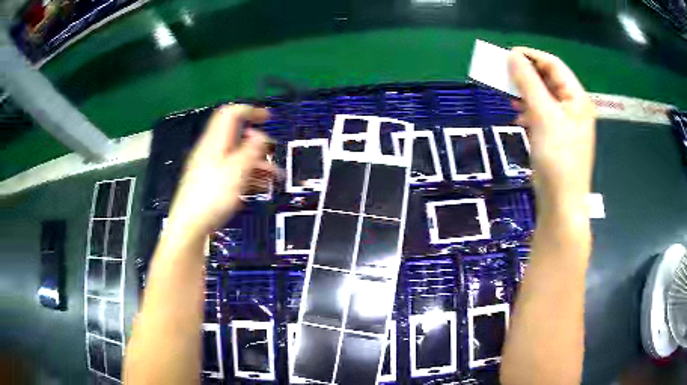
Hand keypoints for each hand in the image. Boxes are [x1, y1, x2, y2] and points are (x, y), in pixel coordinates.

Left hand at [167, 105, 277, 239]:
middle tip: (275, 154)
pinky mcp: (211, 184)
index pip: (231, 114)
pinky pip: (232, 172)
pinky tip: (260, 187)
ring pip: (237, 157)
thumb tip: (259, 134)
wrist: (189, 226)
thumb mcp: (237, 170)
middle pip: (236, 138)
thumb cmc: (213, 196)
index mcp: (215, 141)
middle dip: (259, 144)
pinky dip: (247, 176)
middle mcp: (212, 151)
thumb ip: (251, 149)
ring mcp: (210, 168)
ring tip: (275, 178)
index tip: (268, 117)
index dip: (250, 111)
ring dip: (257, 163)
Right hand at [509, 47, 595, 210]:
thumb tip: (512, 56)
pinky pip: (541, 114)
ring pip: (543, 97)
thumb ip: (528, 82)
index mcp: (576, 98)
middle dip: (526, 75)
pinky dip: (528, 112)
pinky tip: (518, 118)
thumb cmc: (558, 157)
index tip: (507, 55)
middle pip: (548, 80)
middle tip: (504, 75)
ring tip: (509, 97)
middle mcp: (573, 107)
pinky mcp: (556, 136)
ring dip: (525, 94)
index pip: (553, 65)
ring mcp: (565, 123)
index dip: (531, 56)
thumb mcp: (543, 115)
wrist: (561, 202)